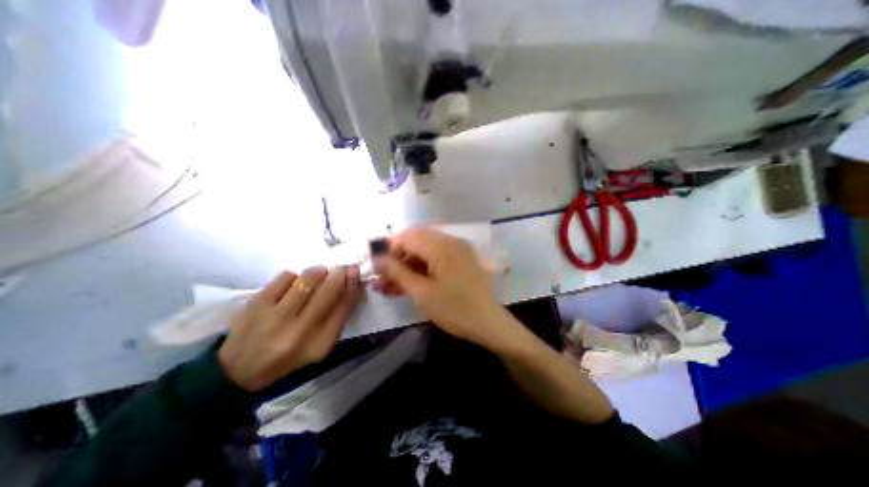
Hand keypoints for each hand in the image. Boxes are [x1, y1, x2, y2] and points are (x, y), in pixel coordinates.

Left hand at [221, 267, 362, 392]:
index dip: (352, 284)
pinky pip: (287, 276)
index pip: (344, 306)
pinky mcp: (257, 304)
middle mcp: (300, 331)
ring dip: (319, 271)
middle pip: (329, 289)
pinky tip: (293, 284)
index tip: (354, 271)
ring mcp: (276, 317)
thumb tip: (350, 281)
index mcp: (320, 343)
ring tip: (318, 274)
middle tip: (340, 268)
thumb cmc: (291, 354)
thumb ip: (338, 315)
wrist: (241, 369)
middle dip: (339, 273)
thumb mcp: (321, 344)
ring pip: (308, 278)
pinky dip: (296, 276)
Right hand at [372, 227, 513, 351]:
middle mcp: (451, 241)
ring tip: (396, 283)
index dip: (390, 248)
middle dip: (399, 255)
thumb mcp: (422, 293)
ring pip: (426, 247)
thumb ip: (398, 273)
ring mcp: (458, 249)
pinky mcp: (462, 258)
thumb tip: (376, 259)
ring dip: (410, 262)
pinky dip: (423, 265)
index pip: (408, 236)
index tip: (379, 267)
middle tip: (387, 276)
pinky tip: (413, 281)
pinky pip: (437, 255)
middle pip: (416, 239)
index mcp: (441, 246)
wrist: (488, 323)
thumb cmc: (454, 310)